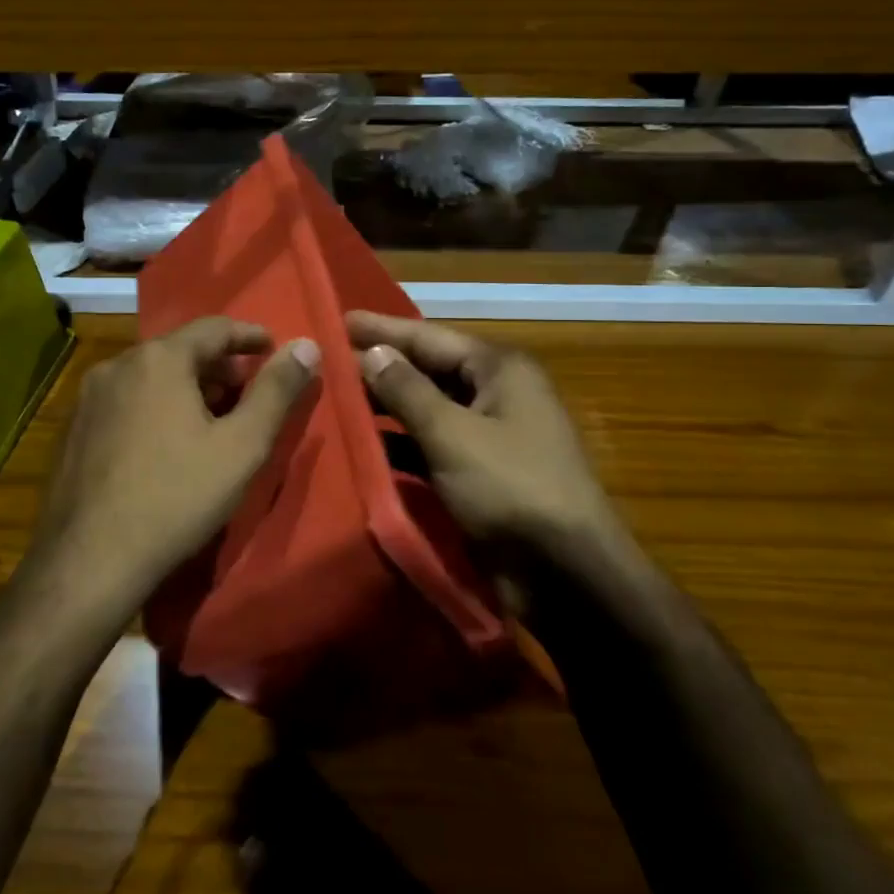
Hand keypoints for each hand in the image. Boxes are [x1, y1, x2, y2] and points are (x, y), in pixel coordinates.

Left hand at [31, 318, 319, 616]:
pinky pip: (127, 400)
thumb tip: (306, 345)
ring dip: (187, 386)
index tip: (275, 349)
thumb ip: (277, 391)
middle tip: (250, 391)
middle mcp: (118, 364)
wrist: (90, 560)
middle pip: (180, 350)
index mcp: (159, 359)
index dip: (250, 336)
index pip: (215, 328)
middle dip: (220, 366)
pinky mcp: (74, 428)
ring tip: (214, 418)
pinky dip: (156, 405)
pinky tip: (168, 442)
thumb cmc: (177, 497)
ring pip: (151, 376)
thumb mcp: (242, 446)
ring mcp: (89, 397)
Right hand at [346, 311, 626, 572]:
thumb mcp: (452, 434)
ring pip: (427, 408)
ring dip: (386, 406)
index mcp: (499, 370)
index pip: (429, 336)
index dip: (382, 329)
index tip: (337, 319)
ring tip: (336, 398)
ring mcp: (488, 434)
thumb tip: (372, 352)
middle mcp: (495, 393)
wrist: (565, 574)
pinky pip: (431, 444)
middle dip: (380, 366)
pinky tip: (364, 444)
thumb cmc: (511, 489)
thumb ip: (407, 391)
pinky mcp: (478, 471)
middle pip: (428, 369)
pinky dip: (400, 444)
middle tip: (327, 360)